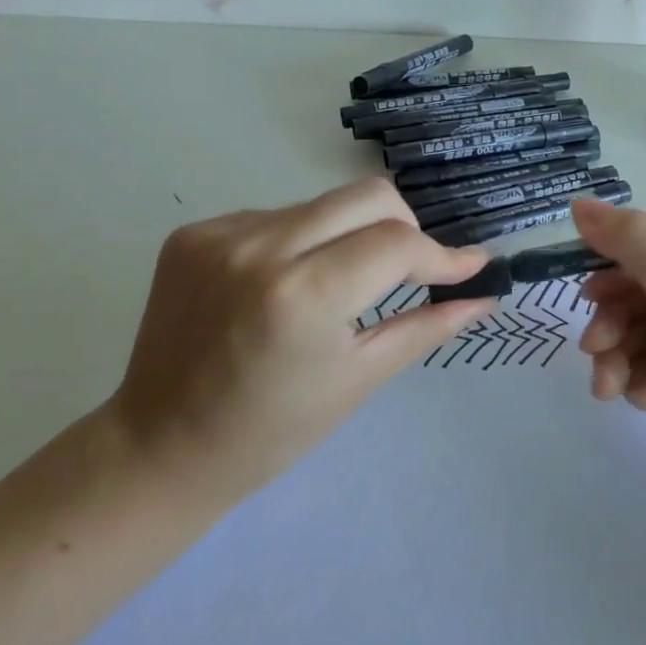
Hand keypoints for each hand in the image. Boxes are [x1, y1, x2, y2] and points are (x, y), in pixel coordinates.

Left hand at [107, 178, 494, 501]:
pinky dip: (301, 242)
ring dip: (349, 236)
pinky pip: (277, 216)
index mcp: (302, 297)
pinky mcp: (195, 231)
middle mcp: (259, 248)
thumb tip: (485, 295)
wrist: (160, 447)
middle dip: (405, 228)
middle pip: (368, 197)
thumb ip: (427, 326)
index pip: (397, 243)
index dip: (442, 255)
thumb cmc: (271, 431)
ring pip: (323, 204)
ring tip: (335, 288)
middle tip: (406, 271)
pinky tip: (284, 286)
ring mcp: (221, 234)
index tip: (469, 268)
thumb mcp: (359, 379)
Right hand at [570, 197, 645, 531]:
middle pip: (640, 285)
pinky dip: (634, 379)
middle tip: (593, 343)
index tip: (583, 281)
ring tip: (608, 384)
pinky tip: (638, 400)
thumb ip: (632, 244)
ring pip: (637, 329)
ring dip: (615, 353)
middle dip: (612, 316)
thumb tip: (579, 204)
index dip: (614, 255)